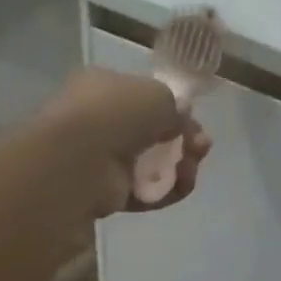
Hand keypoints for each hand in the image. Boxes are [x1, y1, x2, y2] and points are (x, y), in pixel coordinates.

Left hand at [36, 69, 211, 215]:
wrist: (80, 159)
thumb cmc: (116, 113)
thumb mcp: (157, 93)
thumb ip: (174, 106)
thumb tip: (180, 119)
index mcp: (102, 88)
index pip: (141, 97)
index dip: (171, 108)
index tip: (193, 118)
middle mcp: (99, 122)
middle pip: (151, 133)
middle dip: (182, 139)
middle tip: (201, 145)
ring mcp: (101, 159)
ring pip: (151, 164)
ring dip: (179, 165)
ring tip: (193, 165)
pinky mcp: (107, 193)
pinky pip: (145, 191)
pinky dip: (167, 189)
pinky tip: (183, 184)